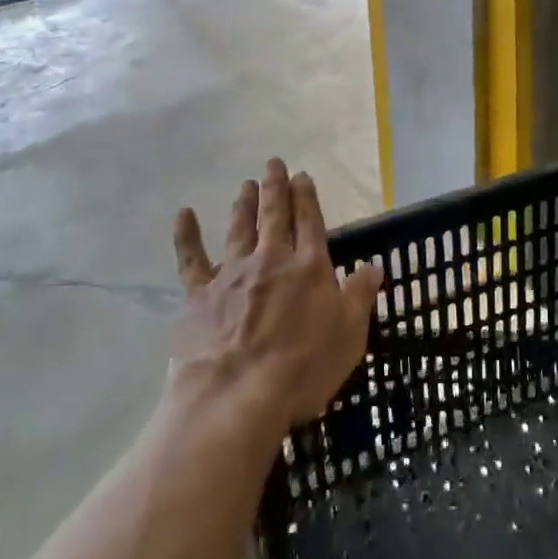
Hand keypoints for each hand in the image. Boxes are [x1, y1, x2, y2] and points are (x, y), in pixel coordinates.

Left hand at [170, 159, 382, 437]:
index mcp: (309, 267)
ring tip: (245, 184)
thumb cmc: (302, 369)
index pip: (310, 222)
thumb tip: (374, 267)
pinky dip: (187, 235)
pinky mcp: (199, 295)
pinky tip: (183, 215)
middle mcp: (271, 260)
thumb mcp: (349, 335)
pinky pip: (191, 259)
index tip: (302, 176)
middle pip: (274, 216)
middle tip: (273, 164)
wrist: (237, 395)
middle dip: (275, 188)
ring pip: (238, 229)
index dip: (306, 197)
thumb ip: (360, 297)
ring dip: (243, 204)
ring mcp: (232, 274)